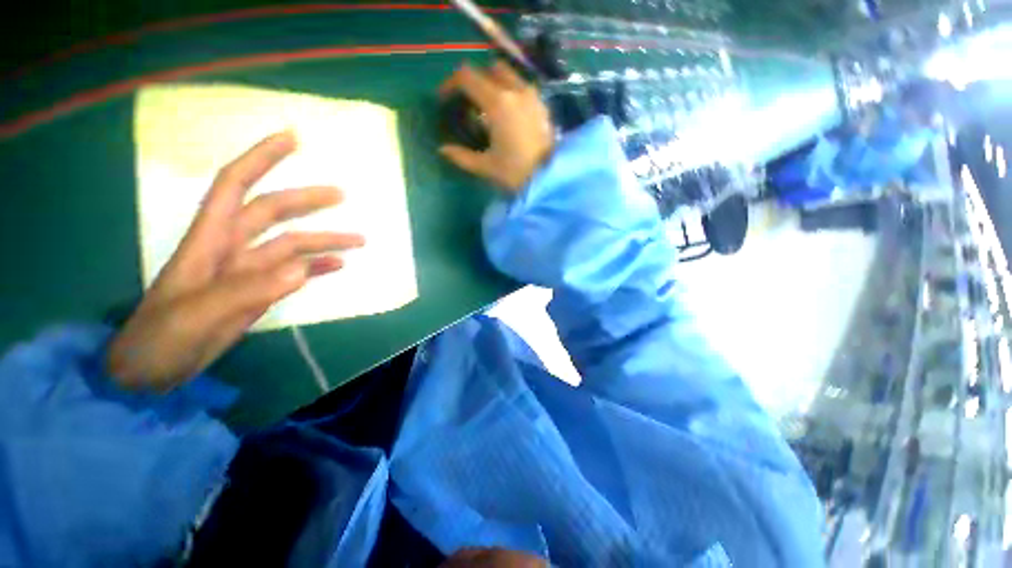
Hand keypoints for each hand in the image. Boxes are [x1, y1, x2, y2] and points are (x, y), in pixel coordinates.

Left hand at [107, 131, 363, 390]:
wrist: (152, 371)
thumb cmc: (161, 338)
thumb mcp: (198, 314)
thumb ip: (249, 290)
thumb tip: (303, 268)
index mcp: (210, 240)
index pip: (235, 185)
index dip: (261, 158)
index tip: (291, 140)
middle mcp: (232, 248)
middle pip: (273, 213)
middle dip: (307, 200)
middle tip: (342, 195)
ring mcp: (249, 271)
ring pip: (292, 245)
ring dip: (324, 240)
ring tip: (358, 241)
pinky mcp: (260, 291)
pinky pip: (295, 272)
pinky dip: (318, 267)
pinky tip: (338, 265)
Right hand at [439, 61, 554, 191]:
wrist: (550, 179)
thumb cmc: (516, 173)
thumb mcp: (486, 167)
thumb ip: (461, 156)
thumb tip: (442, 150)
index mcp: (497, 103)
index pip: (467, 77)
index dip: (450, 84)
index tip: (445, 100)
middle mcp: (515, 91)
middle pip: (489, 69)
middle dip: (475, 80)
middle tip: (469, 102)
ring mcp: (532, 96)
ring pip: (509, 74)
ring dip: (494, 82)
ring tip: (489, 106)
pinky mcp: (542, 105)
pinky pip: (523, 86)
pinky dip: (511, 91)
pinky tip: (509, 113)